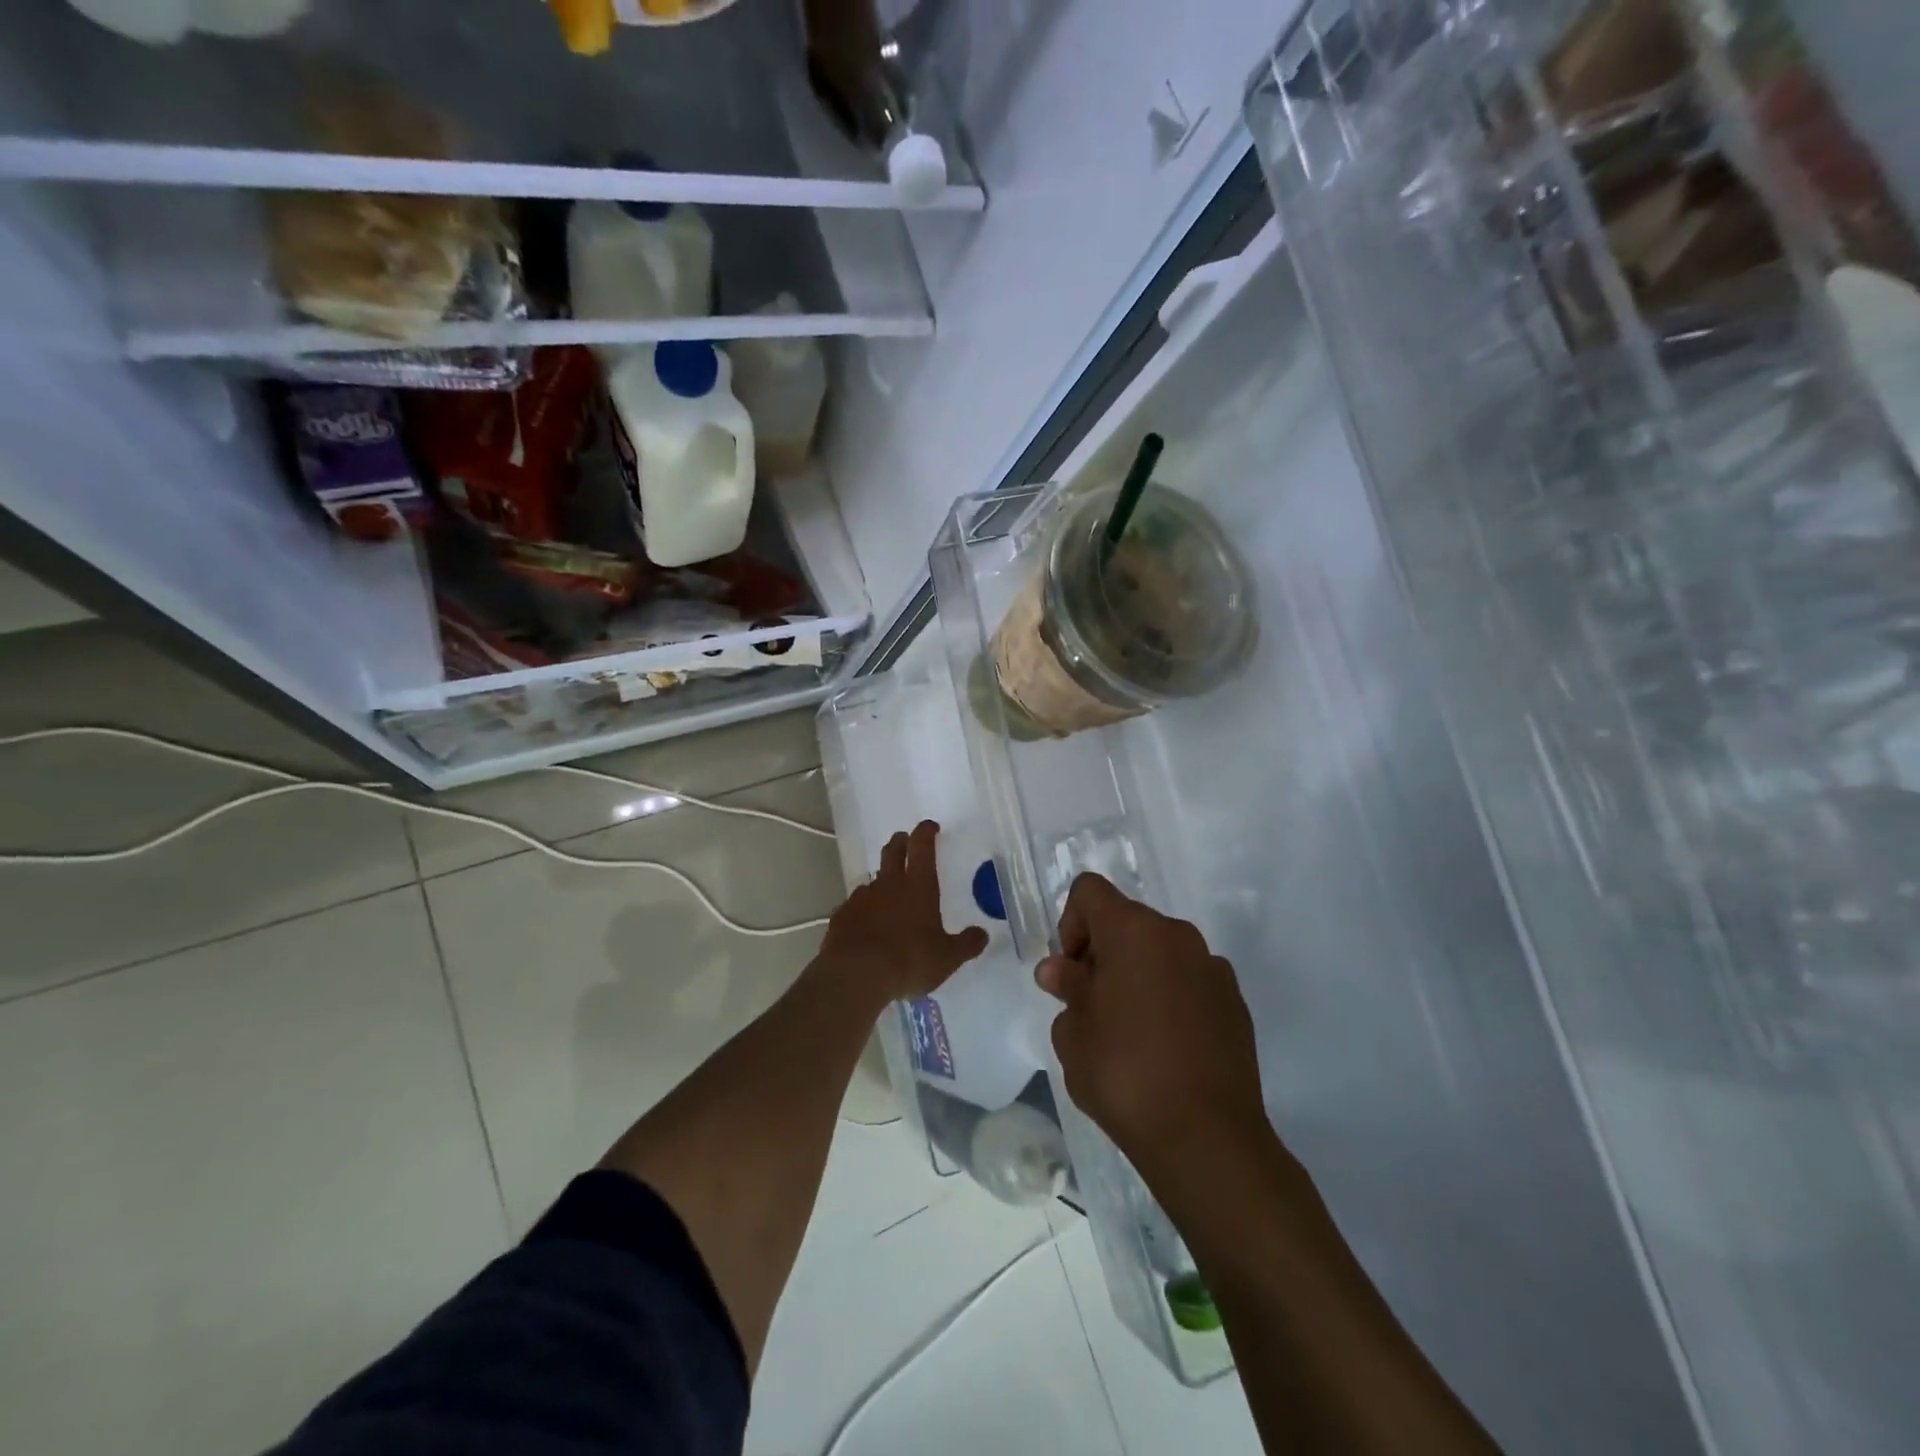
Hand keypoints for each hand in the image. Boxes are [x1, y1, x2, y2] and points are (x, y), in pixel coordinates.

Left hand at [817, 821, 989, 1006]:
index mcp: (918, 886)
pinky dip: (864, 908)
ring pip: (872, 878)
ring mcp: (862, 898)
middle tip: (906, 841)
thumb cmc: (909, 960)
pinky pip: (855, 905)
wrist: (856, 975)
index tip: (930, 826)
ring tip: (888, 893)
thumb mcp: (947, 957)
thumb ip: (967, 944)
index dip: (926, 832)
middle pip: (893, 851)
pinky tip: (867, 923)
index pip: (922, 846)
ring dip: (882, 879)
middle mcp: (889, 884)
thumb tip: (982, 934)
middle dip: (901, 842)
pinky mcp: (842, 916)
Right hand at [1037, 874, 1268, 1177]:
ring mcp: (1211, 967)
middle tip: (1091, 1006)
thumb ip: (1067, 989)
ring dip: (1137, 974)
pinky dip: (1170, 996)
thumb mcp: (1073, 1033)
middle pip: (1126, 920)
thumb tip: (1061, 971)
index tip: (1072, 974)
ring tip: (1129, 1031)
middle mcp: (1176, 935)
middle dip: (1102, 952)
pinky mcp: (1234, 1002)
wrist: (1207, 1137)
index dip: (1070, 924)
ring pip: (1159, 951)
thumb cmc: (1124, 1074)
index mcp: (1133, 930)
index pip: (1089, 891)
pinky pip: (1189, 981)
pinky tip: (1166, 1047)